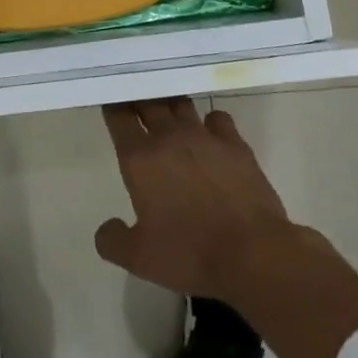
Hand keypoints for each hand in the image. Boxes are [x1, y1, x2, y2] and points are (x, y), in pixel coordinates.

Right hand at [94, 98, 293, 301]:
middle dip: (140, 99)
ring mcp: (204, 136)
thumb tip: (106, 228)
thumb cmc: (188, 253)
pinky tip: (210, 135)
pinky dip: (210, 122)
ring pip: (181, 104)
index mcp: (140, 158)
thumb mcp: (138, 258)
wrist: (251, 252)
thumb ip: (112, 240)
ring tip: (169, 112)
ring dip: (171, 105)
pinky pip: (217, 118)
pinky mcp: (235, 143)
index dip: (113, 107)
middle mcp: (168, 137)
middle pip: (149, 102)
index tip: (112, 104)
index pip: (119, 117)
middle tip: (137, 103)